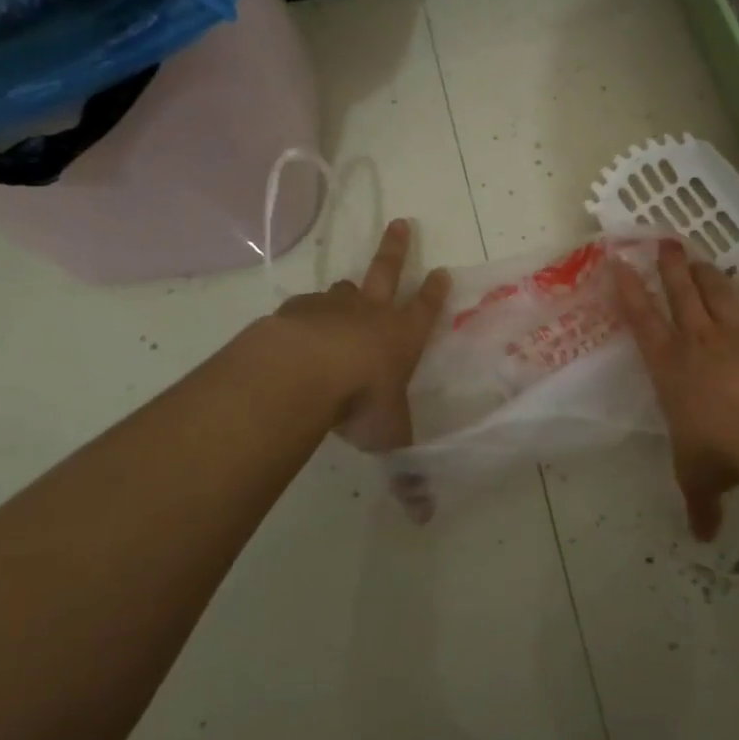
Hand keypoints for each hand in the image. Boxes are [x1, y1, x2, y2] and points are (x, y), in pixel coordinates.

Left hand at [271, 219, 450, 452]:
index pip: (426, 309)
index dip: (435, 292)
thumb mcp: (389, 436)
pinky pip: (304, 309)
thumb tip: (424, 516)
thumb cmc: (362, 399)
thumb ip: (405, 470)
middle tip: (402, 223)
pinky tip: (297, 327)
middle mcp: (370, 314)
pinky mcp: (296, 313)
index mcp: (401, 336)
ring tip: (345, 290)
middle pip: (387, 273)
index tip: (442, 270)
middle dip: (397, 249)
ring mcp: (331, 308)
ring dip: (347, 290)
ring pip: (343, 290)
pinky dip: (306, 315)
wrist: (305, 370)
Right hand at [614, 242, 738, 539]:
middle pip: (680, 295)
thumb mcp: (699, 479)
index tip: (619, 262)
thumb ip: (700, 503)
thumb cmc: (720, 451)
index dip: (629, 291)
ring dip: (707, 272)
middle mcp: (699, 342)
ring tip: (698, 253)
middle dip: (669, 268)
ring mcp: (738, 335)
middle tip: (663, 241)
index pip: (641, 322)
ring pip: (717, 293)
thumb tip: (703, 537)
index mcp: (669, 367)